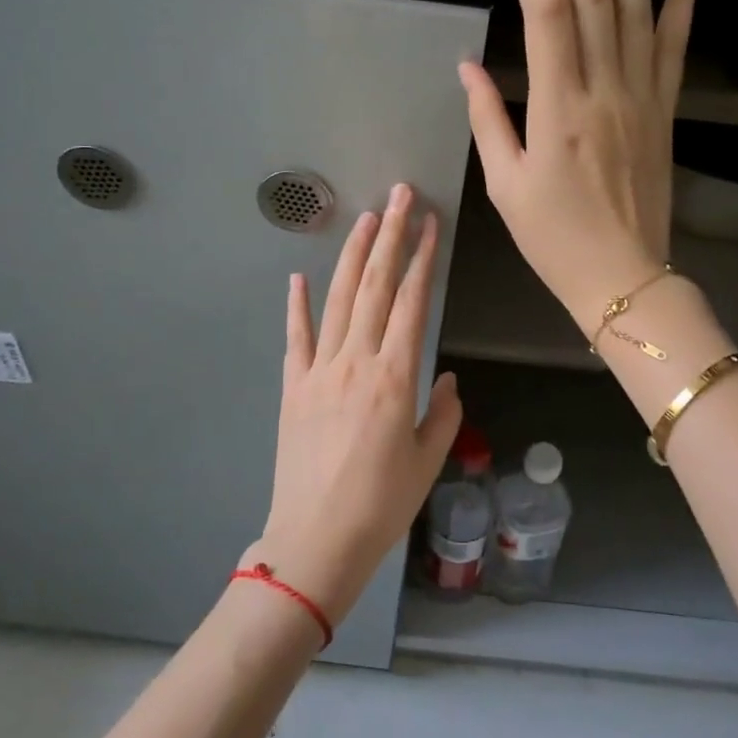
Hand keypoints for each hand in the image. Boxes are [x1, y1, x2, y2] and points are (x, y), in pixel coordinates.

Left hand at [248, 183, 462, 622]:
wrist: (315, 541)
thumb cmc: (381, 505)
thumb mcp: (428, 460)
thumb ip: (442, 411)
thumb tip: (445, 376)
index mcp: (394, 377)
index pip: (412, 302)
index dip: (422, 259)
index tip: (430, 223)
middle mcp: (355, 361)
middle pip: (375, 287)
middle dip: (390, 236)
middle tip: (400, 196)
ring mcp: (318, 371)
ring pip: (338, 300)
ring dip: (353, 256)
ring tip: (366, 219)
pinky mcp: (293, 387)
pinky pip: (296, 337)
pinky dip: (296, 305)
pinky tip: (298, 276)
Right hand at [460, 0, 703, 329]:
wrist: (623, 277)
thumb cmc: (554, 238)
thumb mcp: (505, 184)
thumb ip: (488, 118)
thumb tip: (470, 64)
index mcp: (558, 108)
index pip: (545, 9)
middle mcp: (606, 88)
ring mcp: (644, 94)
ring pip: (638, 2)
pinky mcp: (666, 107)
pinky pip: (678, 42)